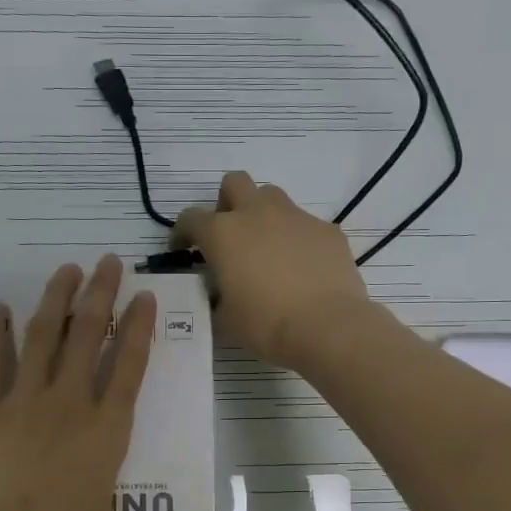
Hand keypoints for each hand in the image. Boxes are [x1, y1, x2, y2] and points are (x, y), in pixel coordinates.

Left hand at [0, 256, 169, 510]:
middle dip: (101, 295)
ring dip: (56, 300)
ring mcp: (24, 401)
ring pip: (44, 337)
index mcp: (106, 431)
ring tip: (66, 269)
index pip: (130, 367)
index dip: (139, 328)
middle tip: (108, 261)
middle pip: (89, 337)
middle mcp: (70, 404)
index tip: (144, 296)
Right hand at [172, 171, 371, 369]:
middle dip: (227, 203)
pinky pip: (305, 224)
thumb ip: (215, 297)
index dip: (183, 233)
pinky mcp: (327, 229)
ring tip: (267, 250)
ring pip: (272, 197)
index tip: (184, 250)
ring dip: (263, 215)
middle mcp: (257, 213)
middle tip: (230, 236)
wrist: (327, 327)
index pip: (190, 218)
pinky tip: (303, 269)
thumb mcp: (224, 319)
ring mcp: (296, 217)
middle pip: (235, 183)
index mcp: (223, 234)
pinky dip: (297, 240)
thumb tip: (219, 292)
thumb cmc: (266, 325)